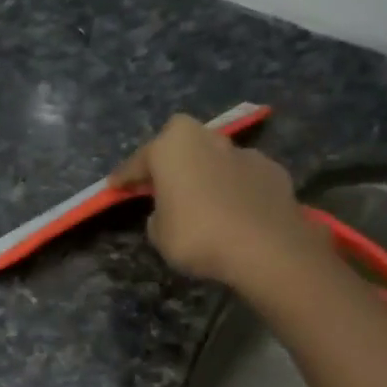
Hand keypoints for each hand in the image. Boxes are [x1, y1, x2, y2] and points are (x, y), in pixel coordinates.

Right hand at [110, 114, 322, 290]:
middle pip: (180, 144)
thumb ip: (159, 215)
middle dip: (170, 159)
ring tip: (203, 199)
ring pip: (214, 157)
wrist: (266, 247)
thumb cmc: (198, 237)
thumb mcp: (160, 234)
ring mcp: (243, 152)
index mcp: (171, 148)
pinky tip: (235, 210)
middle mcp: (206, 139)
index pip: (138, 161)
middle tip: (163, 182)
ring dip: (205, 172)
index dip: (125, 176)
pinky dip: (234, 188)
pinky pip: (241, 176)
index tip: (114, 185)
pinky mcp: (271, 169)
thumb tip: (170, 210)